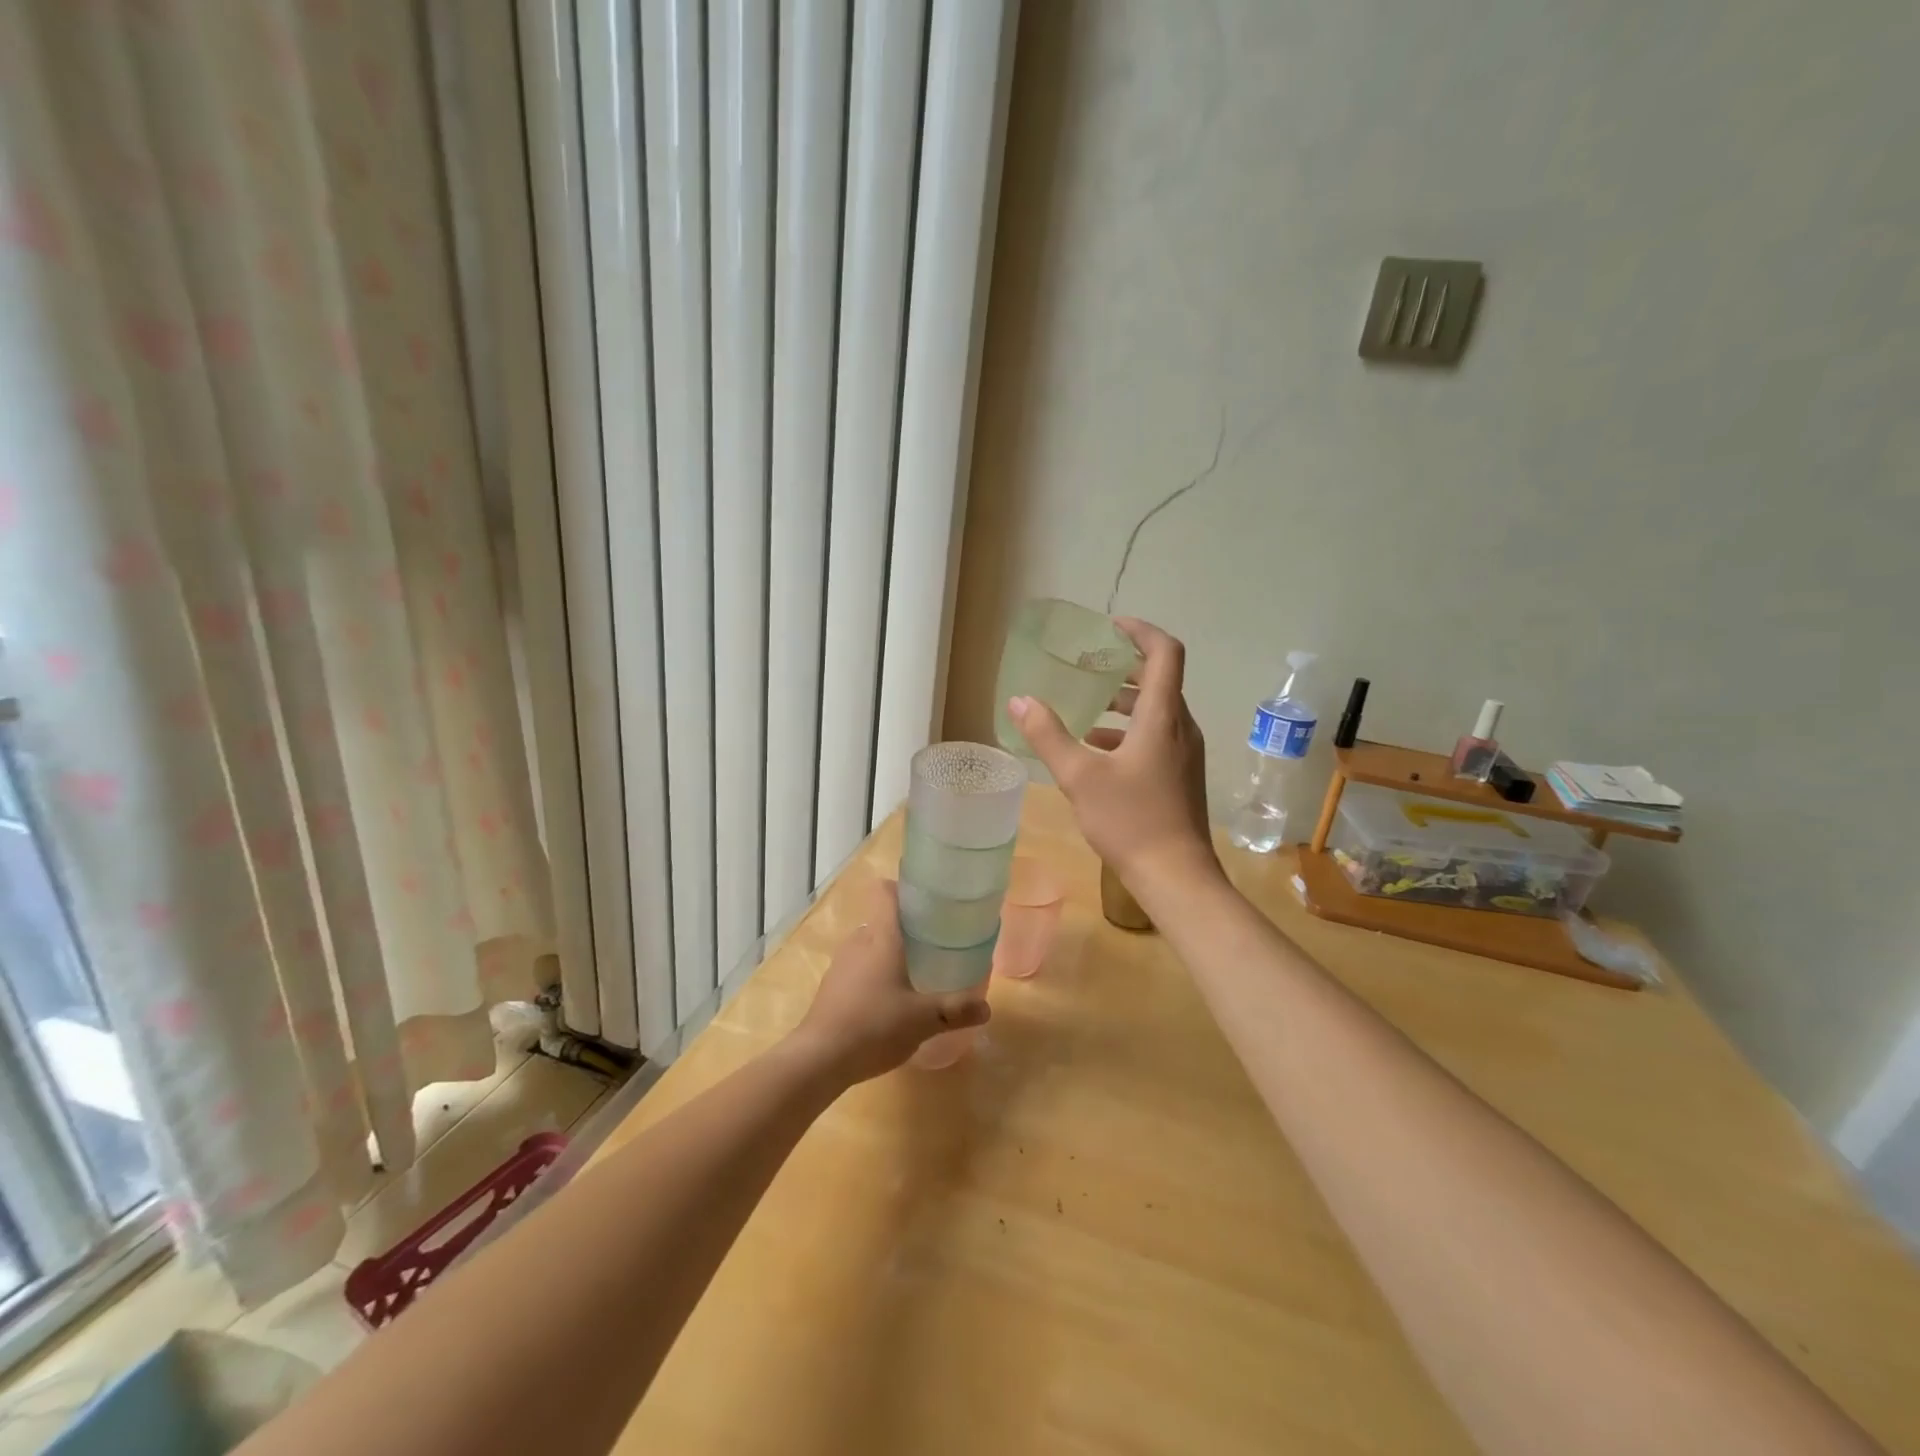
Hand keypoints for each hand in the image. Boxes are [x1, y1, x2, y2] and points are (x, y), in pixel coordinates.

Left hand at [790, 880, 990, 1083]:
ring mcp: (841, 964)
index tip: (928, 901)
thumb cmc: (874, 1026)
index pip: (885, 892)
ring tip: (915, 972)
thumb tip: (987, 1007)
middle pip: (882, 919)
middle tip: (934, 943)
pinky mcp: (831, 986)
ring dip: (889, 953)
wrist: (819, 1059)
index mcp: (881, 937)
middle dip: (906, 928)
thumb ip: (957, 1010)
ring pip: (870, 945)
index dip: (904, 888)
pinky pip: (858, 967)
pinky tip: (889, 1000)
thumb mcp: (924, 1020)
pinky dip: (874, 974)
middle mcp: (859, 942)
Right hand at [1008, 617, 1220, 898]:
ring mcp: (1184, 754)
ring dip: (1125, 701)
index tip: (1110, 627)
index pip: (1165, 653)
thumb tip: (1019, 701)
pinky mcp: (1180, 776)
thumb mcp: (1079, 776)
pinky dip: (1128, 730)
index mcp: (1162, 717)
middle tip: (1089, 664)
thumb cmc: (1129, 820)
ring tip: (1088, 706)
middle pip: (1160, 680)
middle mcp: (1180, 727)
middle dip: (1125, 667)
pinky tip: (1097, 750)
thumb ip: (1047, 735)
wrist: (1175, 876)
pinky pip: (1156, 736)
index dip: (1141, 631)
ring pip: (1156, 711)